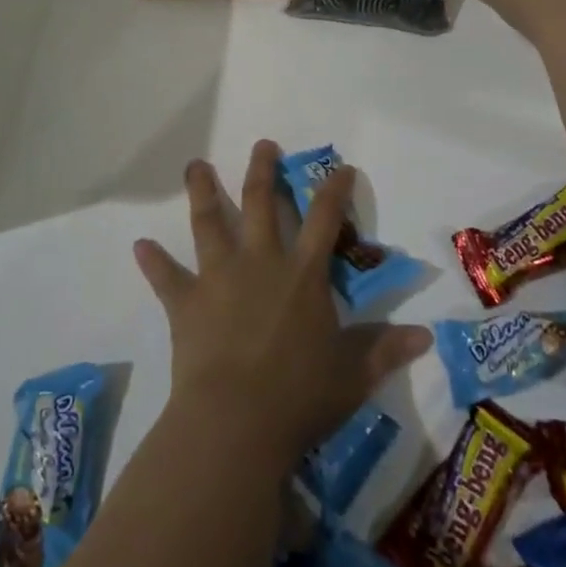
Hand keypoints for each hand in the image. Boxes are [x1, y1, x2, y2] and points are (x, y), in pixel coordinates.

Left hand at [133, 141, 431, 467]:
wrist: (236, 423)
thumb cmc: (300, 396)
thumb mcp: (353, 374)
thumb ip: (385, 349)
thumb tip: (426, 337)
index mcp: (302, 275)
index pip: (324, 220)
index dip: (334, 191)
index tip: (340, 167)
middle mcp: (261, 263)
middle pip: (262, 205)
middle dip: (263, 171)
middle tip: (262, 144)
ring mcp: (219, 278)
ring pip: (210, 224)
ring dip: (203, 193)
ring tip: (196, 166)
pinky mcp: (186, 304)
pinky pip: (166, 278)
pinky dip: (153, 262)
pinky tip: (139, 245)